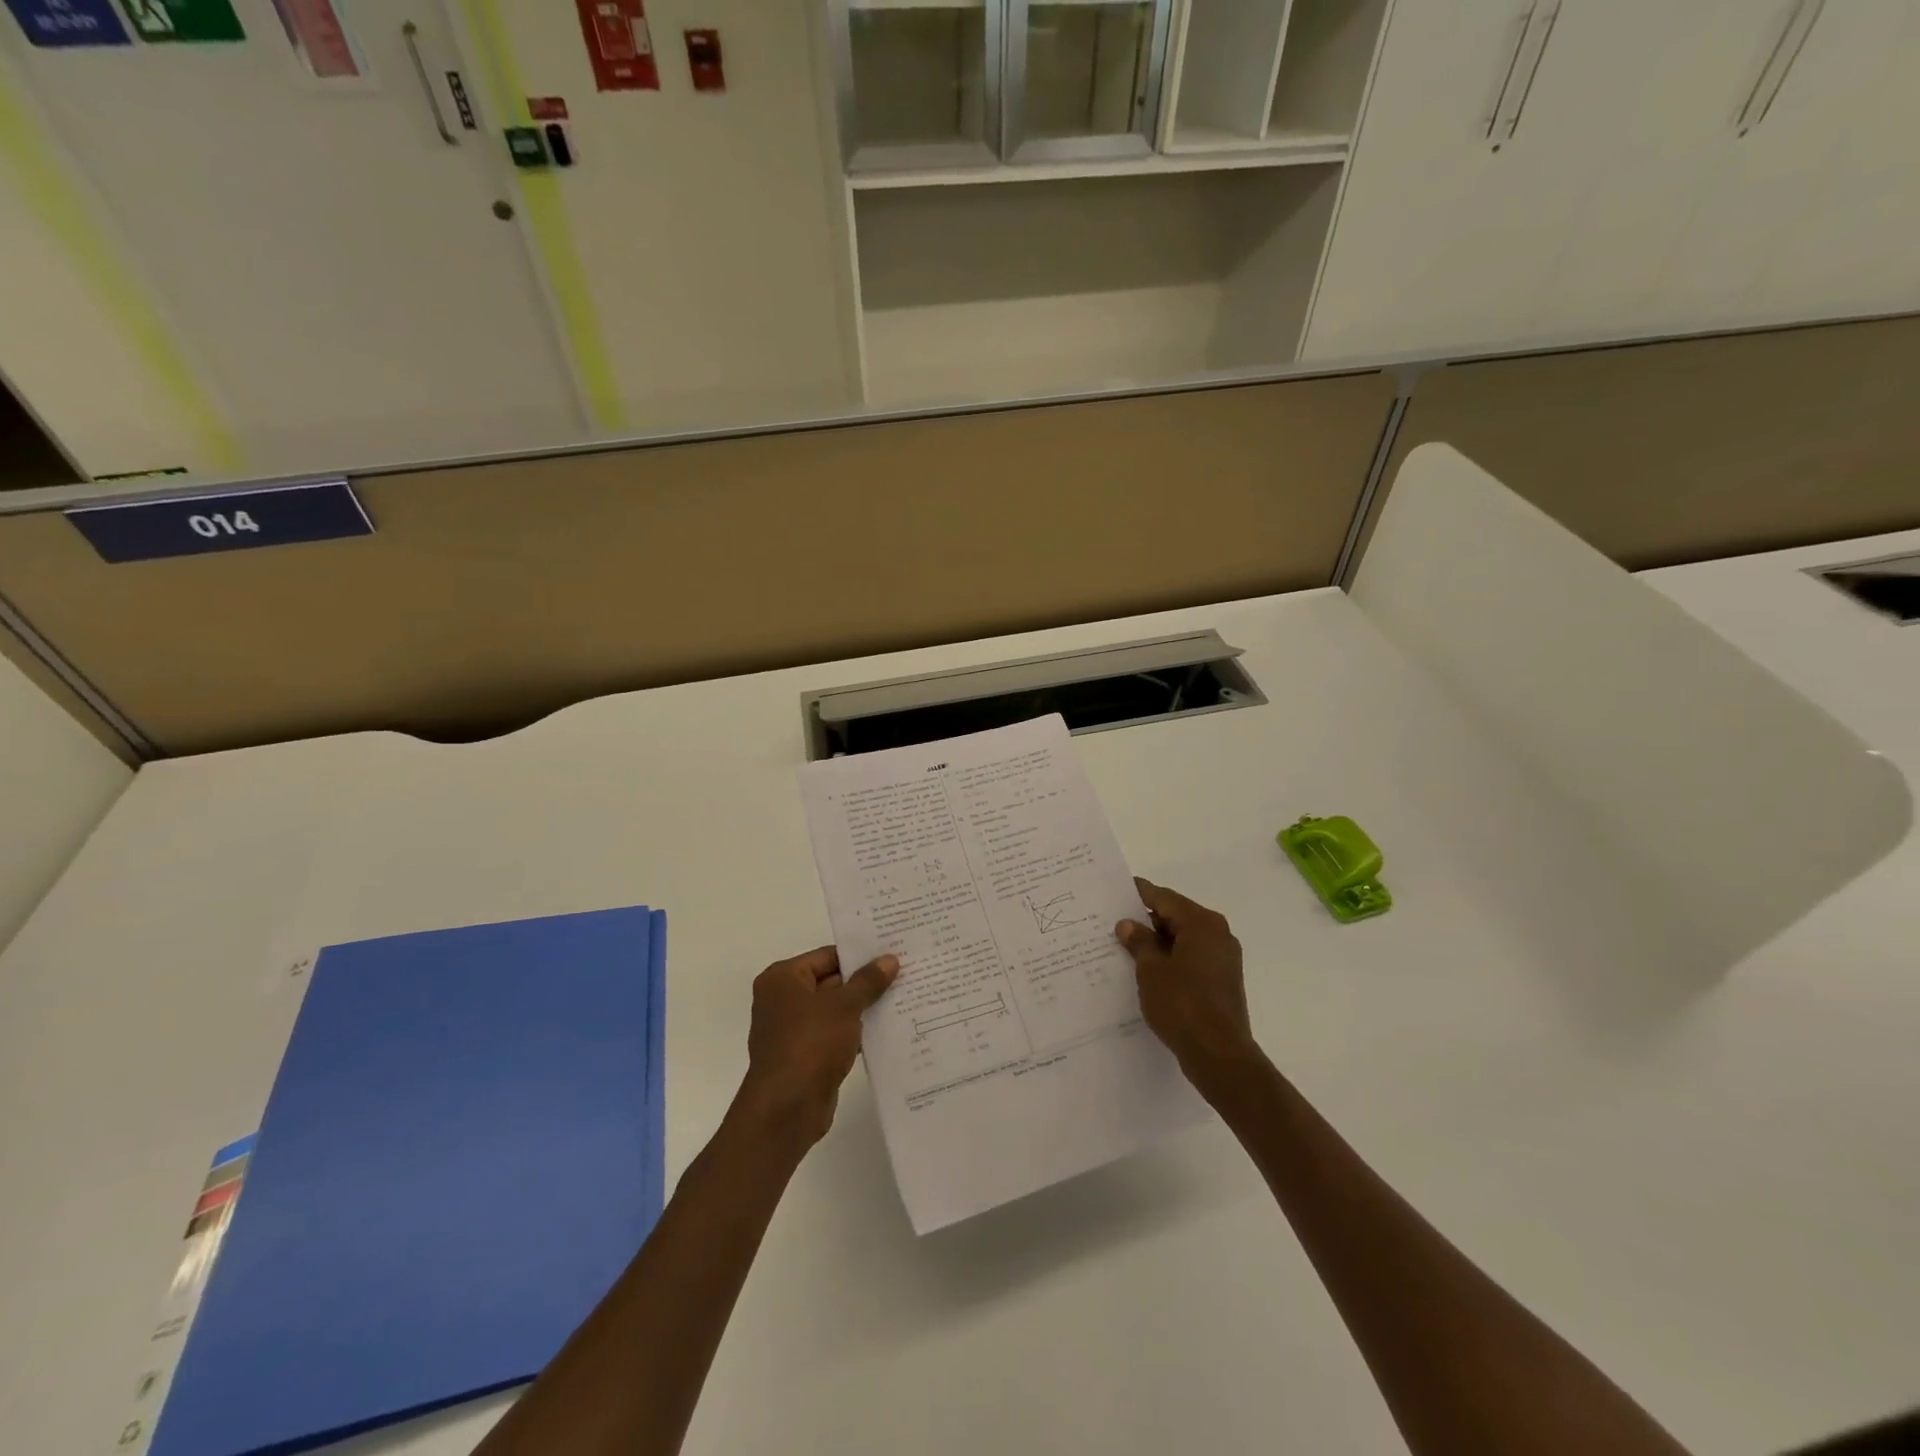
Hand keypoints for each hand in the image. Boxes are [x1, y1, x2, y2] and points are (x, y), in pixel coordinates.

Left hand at [734, 946, 897, 1150]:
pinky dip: (856, 1033)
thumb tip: (890, 959)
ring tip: (903, 998)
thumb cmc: (810, 1044)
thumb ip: (868, 982)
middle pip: (831, 981)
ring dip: (863, 1009)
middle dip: (864, 982)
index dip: (859, 955)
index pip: (827, 956)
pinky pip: (834, 1035)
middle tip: (904, 973)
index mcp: (783, 978)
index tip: (892, 952)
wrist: (786, 1110)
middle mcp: (783, 1000)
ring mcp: (793, 1030)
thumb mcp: (844, 1006)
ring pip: (835, 1010)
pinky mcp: (805, 1056)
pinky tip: (887, 1030)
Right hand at [1117, 879, 1260, 1089]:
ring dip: (1156, 943)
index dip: (1138, 894)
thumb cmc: (1182, 1004)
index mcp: (1202, 923)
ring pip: (1182, 940)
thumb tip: (1128, 924)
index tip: (1115, 891)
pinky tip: (1145, 971)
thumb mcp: (1151, 969)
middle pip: (1175, 917)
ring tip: (1123, 947)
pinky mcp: (1221, 982)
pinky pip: (1190, 960)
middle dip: (1145, 921)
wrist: (1218, 1054)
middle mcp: (1218, 935)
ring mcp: (1223, 960)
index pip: (1164, 898)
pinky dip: (1169, 960)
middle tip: (1112, 922)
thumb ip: (1139, 942)